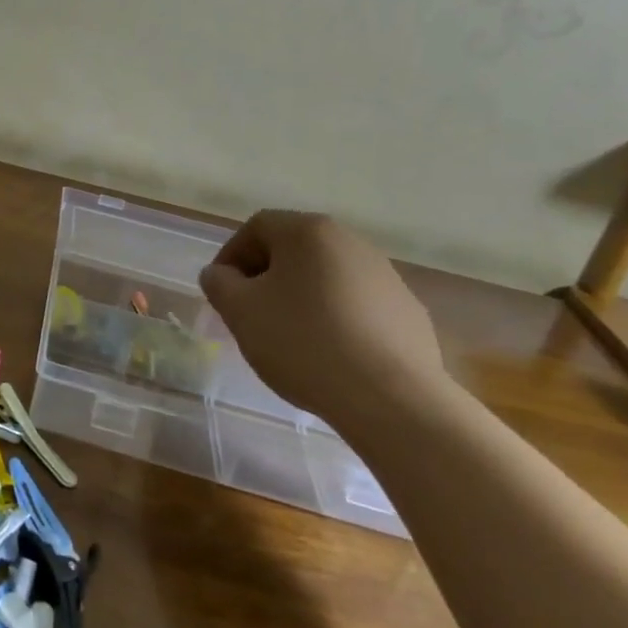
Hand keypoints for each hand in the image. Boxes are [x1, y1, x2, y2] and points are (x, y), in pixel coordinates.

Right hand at [199, 211, 445, 432]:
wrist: (393, 399)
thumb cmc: (304, 343)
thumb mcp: (240, 311)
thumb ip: (219, 283)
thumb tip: (221, 274)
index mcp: (309, 231)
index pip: (256, 228)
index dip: (231, 256)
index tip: (222, 293)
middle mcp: (351, 242)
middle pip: (294, 250)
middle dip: (266, 278)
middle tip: (251, 314)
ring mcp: (387, 276)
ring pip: (326, 278)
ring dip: (301, 299)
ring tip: (290, 339)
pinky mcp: (409, 312)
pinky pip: (357, 306)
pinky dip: (336, 321)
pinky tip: (330, 356)